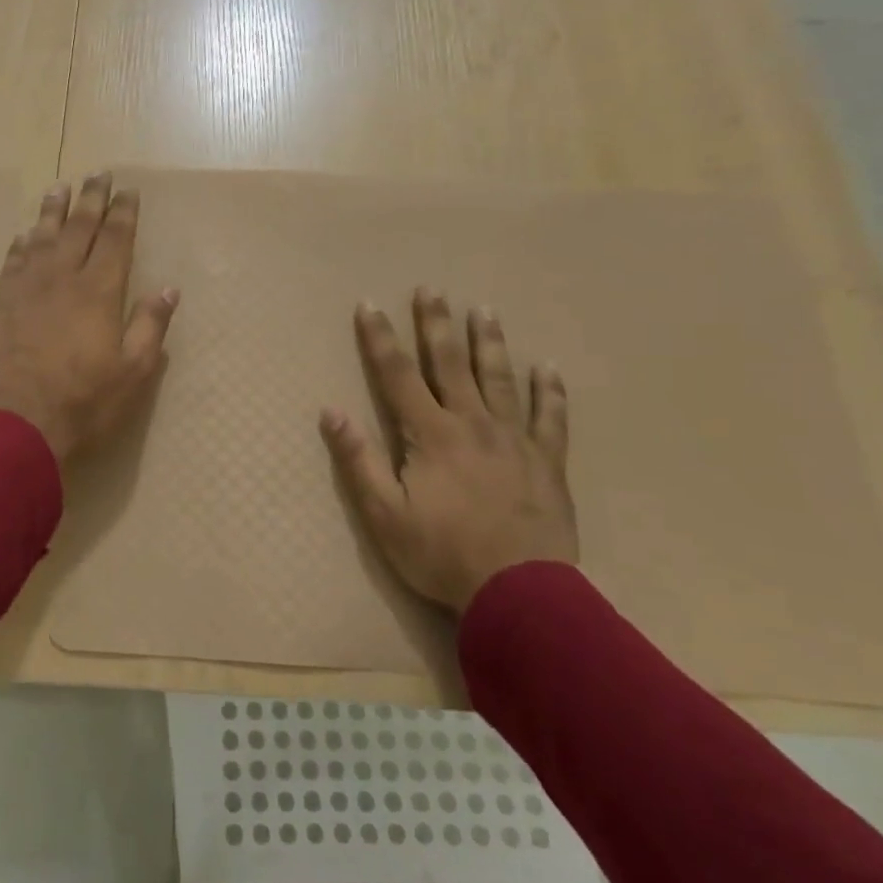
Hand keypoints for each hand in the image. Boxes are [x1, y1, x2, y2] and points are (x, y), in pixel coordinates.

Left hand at [0, 173, 177, 463]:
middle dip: (91, 198)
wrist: (15, 424)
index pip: (116, 239)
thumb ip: (150, 326)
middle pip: (79, 227)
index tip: (128, 190)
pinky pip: (13, 261)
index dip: (124, 212)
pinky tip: (26, 235)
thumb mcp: (133, 371)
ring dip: (53, 210)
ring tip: (60, 187)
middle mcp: (62, 277)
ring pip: (42, 236)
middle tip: (98, 174)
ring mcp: (26, 288)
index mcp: (99, 291)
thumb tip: (168, 288)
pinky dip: (22, 243)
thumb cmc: (83, 401)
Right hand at [321, 290, 576, 611]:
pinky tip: (549, 369)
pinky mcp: (547, 462)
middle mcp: (472, 423)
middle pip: (450, 363)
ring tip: (484, 310)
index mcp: (431, 434)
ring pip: (501, 379)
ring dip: (490, 342)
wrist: (519, 594)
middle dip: (436, 324)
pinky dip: (550, 392)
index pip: (398, 374)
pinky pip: (551, 418)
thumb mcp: (384, 513)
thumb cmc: (441, 554)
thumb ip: (358, 460)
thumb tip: (330, 412)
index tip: (369, 305)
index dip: (380, 338)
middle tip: (431, 289)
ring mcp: (515, 440)